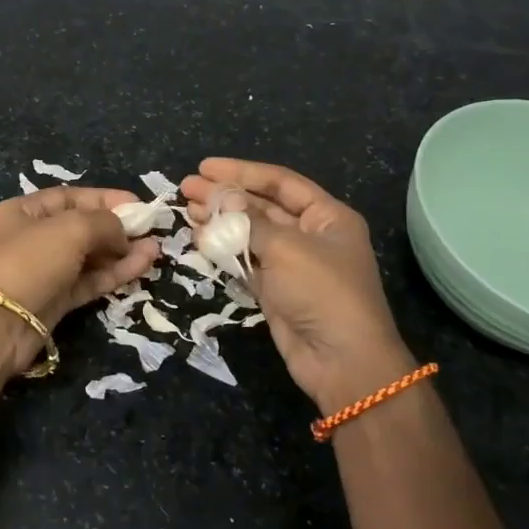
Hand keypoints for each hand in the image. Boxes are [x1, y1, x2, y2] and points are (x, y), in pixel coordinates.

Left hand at [0, 187, 161, 374]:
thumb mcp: (70, 228)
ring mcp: (44, 271)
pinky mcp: (56, 300)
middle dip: (117, 227)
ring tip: (156, 249)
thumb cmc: (28, 261)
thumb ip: (103, 223)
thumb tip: (124, 233)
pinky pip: (90, 281)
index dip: (105, 199)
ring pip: (89, 256)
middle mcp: (32, 238)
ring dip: (122, 252)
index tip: (138, 204)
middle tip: (152, 229)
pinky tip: (143, 265)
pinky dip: (115, 273)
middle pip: (81, 227)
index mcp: (23, 211)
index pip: (70, 197)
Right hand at [183, 159, 412, 411]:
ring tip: (187, 210)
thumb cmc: (323, 292)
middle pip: (262, 206)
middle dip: (225, 196)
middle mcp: (311, 235)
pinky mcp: (275, 289)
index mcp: (328, 216)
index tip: (205, 167)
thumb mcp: (287, 248)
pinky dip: (223, 248)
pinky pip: (246, 260)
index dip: (242, 172)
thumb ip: (250, 220)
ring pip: (250, 233)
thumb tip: (225, 196)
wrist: (342, 361)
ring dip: (220, 220)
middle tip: (187, 188)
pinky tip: (199, 237)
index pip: (280, 182)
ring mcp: (292, 264)